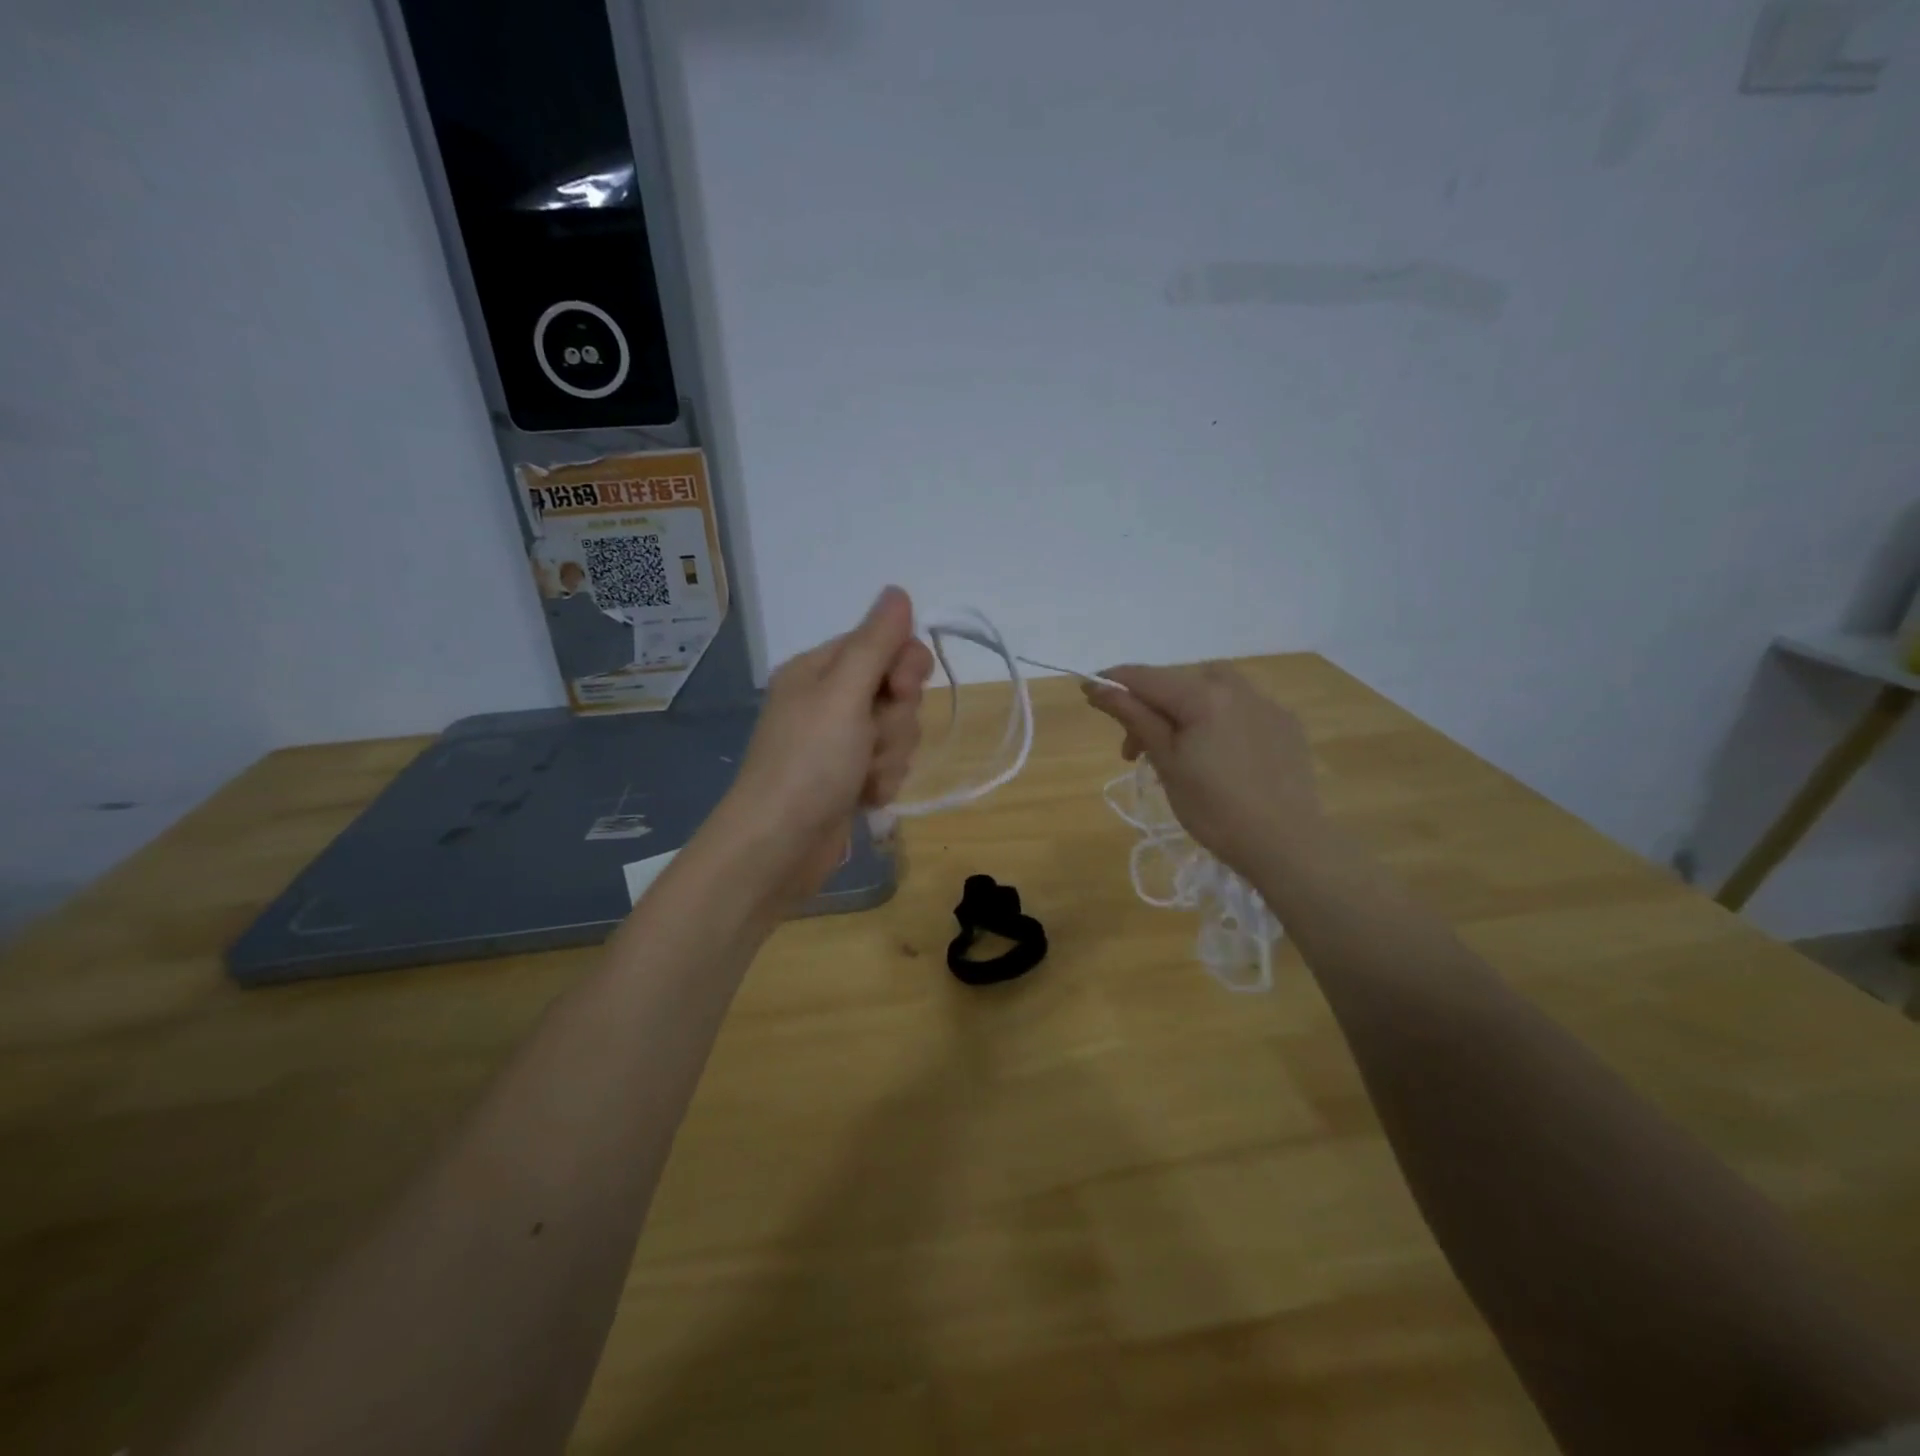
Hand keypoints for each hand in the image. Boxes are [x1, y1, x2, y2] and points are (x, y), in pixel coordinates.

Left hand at [706, 587, 933, 905]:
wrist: (778, 846)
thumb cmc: (809, 763)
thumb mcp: (844, 694)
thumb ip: (876, 643)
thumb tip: (897, 590)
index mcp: (820, 670)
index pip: (885, 644)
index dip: (905, 667)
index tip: (902, 691)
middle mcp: (828, 700)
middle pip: (896, 691)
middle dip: (895, 722)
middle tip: (871, 743)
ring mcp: (838, 742)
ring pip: (897, 732)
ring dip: (890, 757)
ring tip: (863, 778)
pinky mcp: (847, 778)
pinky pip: (887, 766)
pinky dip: (882, 782)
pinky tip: (863, 798)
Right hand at [1083, 663, 1322, 877]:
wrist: (1286, 845)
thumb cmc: (1215, 809)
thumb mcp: (1166, 762)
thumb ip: (1134, 717)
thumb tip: (1097, 686)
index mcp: (1204, 695)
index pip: (1146, 677)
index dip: (1113, 682)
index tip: (1087, 693)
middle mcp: (1237, 687)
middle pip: (1179, 682)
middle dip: (1150, 707)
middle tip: (1134, 750)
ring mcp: (1266, 704)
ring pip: (1212, 691)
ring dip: (1184, 710)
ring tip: (1177, 750)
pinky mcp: (1286, 725)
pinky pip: (1240, 709)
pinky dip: (1217, 721)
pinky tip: (1217, 755)